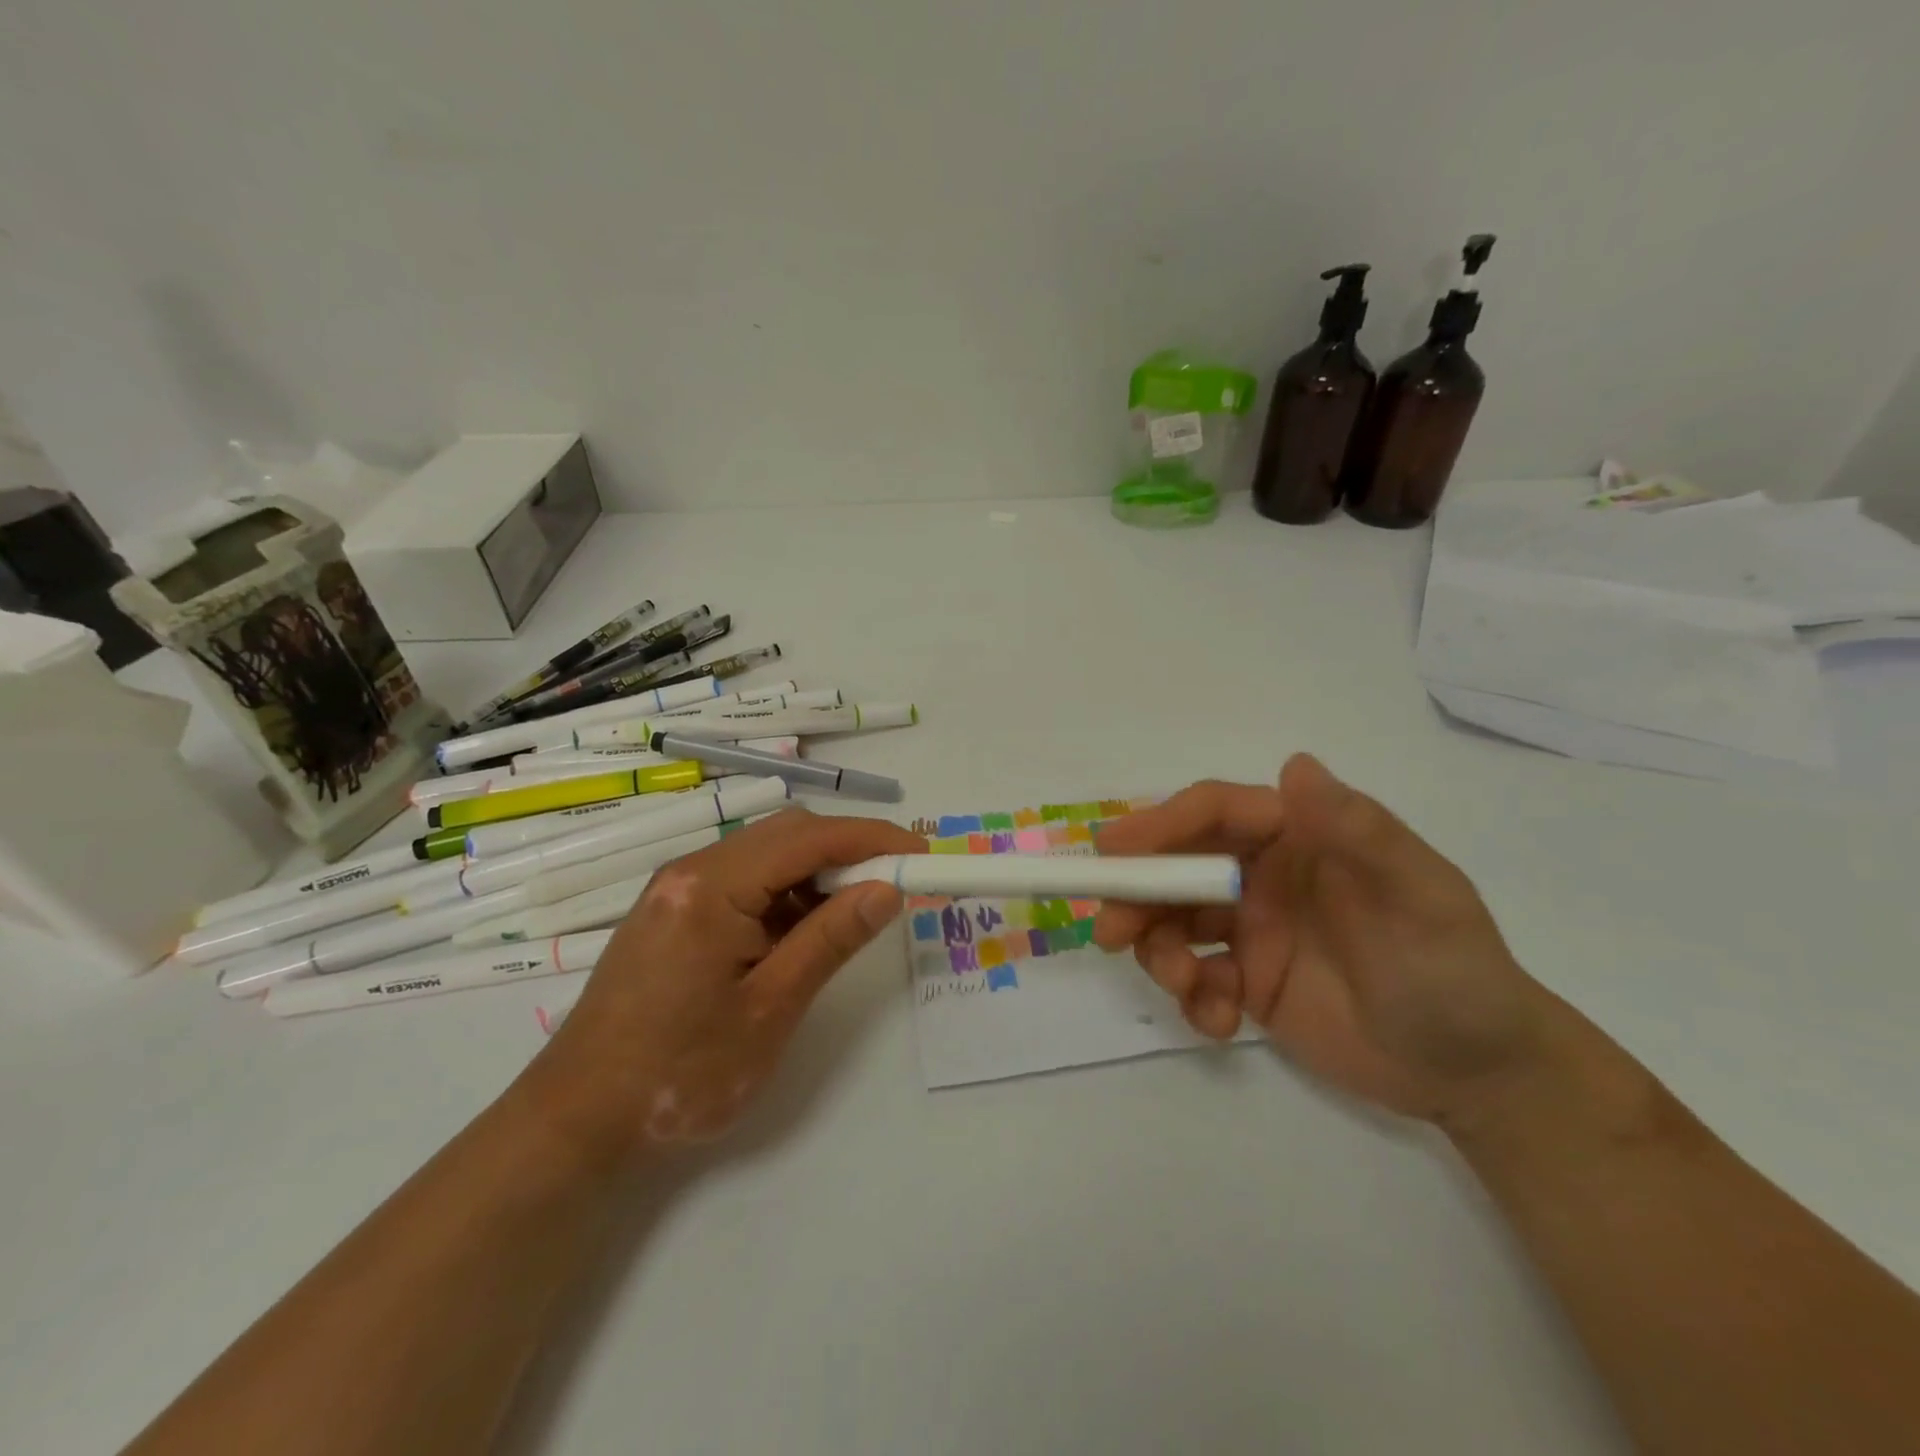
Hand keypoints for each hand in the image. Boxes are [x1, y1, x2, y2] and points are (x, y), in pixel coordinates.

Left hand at [521, 807, 924, 1162]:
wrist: (575, 1122)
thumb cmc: (678, 1074)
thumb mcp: (770, 1009)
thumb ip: (831, 940)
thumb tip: (887, 890)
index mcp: (711, 887)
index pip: (808, 838)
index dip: (872, 840)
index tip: (922, 854)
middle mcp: (690, 870)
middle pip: (786, 834)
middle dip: (847, 851)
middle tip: (894, 885)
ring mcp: (678, 889)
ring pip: (766, 855)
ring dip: (817, 874)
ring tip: (855, 914)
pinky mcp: (674, 911)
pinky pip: (744, 881)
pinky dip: (785, 895)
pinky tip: (802, 932)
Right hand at [1093, 754, 1555, 1127]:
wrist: (1477, 1074)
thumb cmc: (1454, 971)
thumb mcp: (1420, 897)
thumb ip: (1359, 832)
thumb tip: (1295, 764)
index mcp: (1299, 839)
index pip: (1215, 815)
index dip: (1161, 825)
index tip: (1115, 853)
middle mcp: (1264, 876)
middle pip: (1177, 867)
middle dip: (1137, 894)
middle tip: (1111, 931)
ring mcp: (1251, 930)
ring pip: (1172, 922)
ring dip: (1158, 950)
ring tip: (1186, 986)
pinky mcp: (1246, 982)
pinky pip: (1194, 978)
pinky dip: (1191, 997)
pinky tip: (1220, 1024)